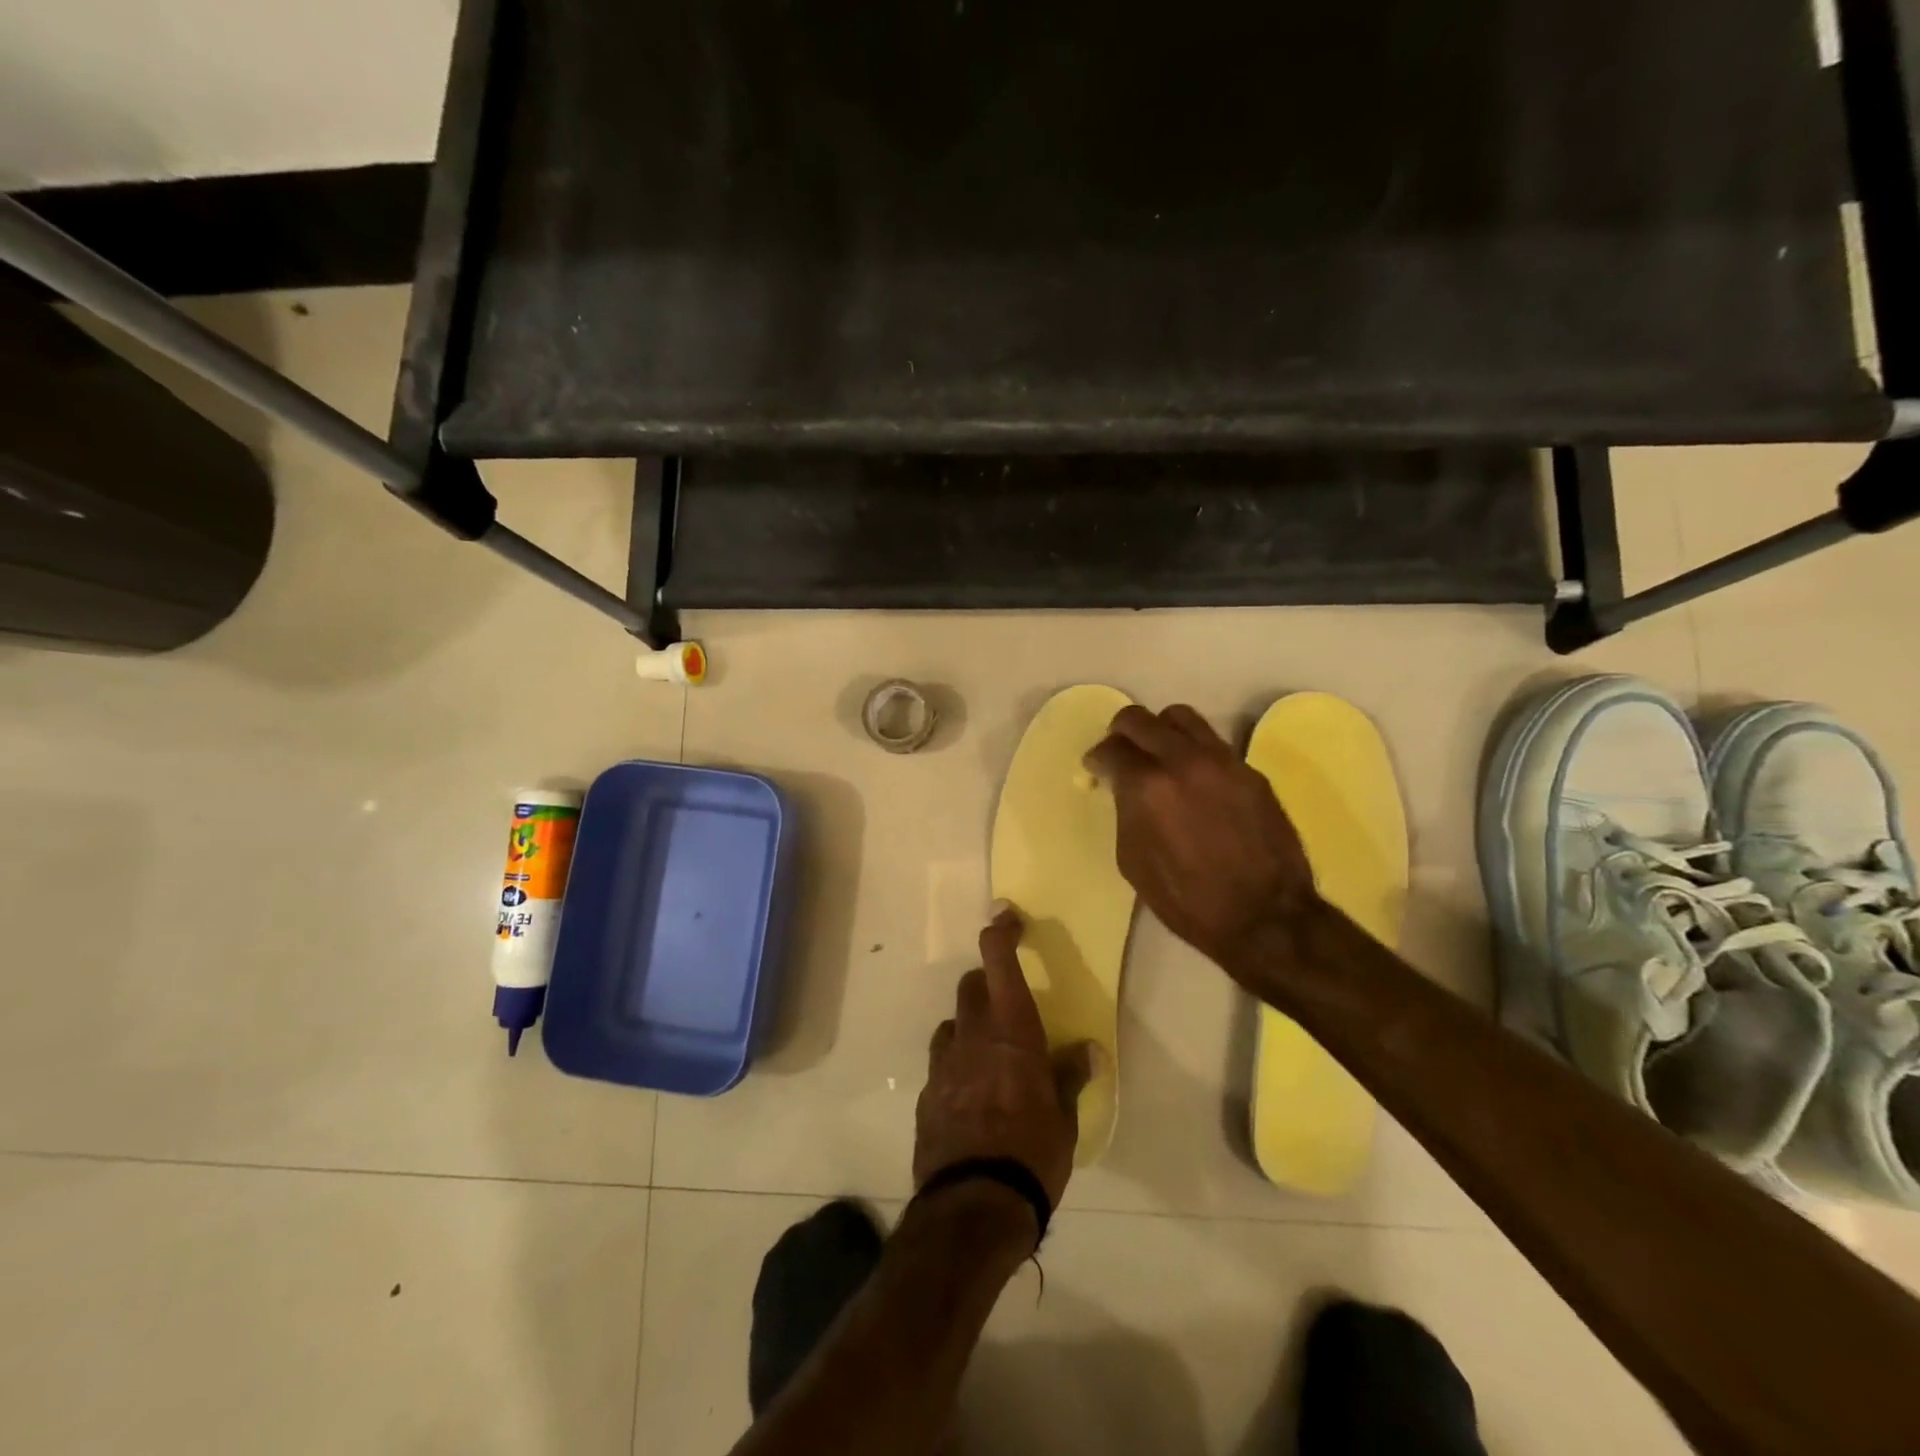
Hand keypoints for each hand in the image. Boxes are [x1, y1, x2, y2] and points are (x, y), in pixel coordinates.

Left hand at [915, 906, 1092, 1210]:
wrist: (973, 1204)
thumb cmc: (1032, 1153)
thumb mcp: (1064, 1118)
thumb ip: (1071, 1076)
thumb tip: (1089, 1050)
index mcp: (1011, 1031)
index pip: (999, 962)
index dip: (1000, 932)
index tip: (1005, 915)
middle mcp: (972, 1036)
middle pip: (971, 987)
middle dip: (986, 984)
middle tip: (1007, 1004)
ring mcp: (943, 1064)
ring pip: (950, 1024)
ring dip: (967, 1026)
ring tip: (988, 1054)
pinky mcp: (925, 1095)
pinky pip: (940, 1064)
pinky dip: (956, 1065)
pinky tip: (969, 1096)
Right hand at [1085, 704, 1316, 975]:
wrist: (1264, 917)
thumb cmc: (1187, 900)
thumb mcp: (1133, 860)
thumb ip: (1125, 811)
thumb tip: (1125, 789)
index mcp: (1147, 786)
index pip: (1112, 749)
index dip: (1097, 758)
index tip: (1096, 768)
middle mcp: (1183, 760)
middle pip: (1141, 719)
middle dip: (1122, 731)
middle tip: (1120, 751)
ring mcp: (1222, 761)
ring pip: (1182, 718)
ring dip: (1161, 729)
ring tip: (1158, 752)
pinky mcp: (1250, 771)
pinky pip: (1213, 743)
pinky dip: (1193, 750)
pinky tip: (1194, 777)